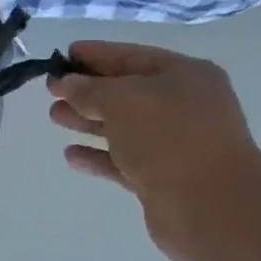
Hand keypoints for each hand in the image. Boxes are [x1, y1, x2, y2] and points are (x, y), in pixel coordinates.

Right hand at [48, 42, 260, 260]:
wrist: (209, 205)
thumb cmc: (168, 137)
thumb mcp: (123, 100)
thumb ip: (89, 89)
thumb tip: (67, 83)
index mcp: (185, 76)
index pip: (132, 56)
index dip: (96, 54)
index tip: (63, 56)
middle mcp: (184, 106)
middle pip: (127, 93)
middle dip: (88, 91)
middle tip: (51, 91)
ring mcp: (174, 144)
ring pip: (123, 127)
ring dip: (88, 122)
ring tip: (55, 118)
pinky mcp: (162, 179)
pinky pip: (123, 161)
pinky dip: (98, 156)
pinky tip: (71, 156)